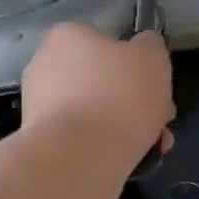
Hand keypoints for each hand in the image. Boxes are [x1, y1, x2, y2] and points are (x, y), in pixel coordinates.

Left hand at [21, 24, 174, 198]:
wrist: (80, 157)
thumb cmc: (118, 96)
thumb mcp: (152, 57)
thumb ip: (150, 47)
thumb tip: (143, 48)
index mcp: (65, 37)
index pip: (104, 43)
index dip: (135, 65)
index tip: (155, 87)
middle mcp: (44, 66)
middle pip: (101, 81)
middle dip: (134, 102)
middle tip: (160, 121)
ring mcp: (38, 106)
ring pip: (94, 112)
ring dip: (125, 127)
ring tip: (154, 147)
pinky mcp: (42, 141)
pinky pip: (83, 138)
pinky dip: (107, 147)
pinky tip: (134, 161)